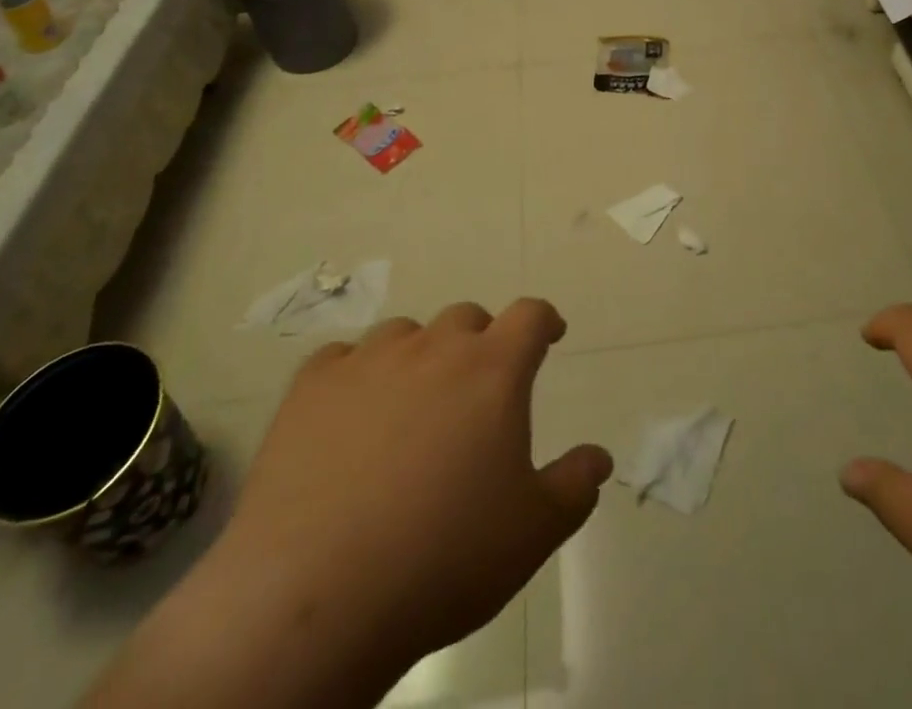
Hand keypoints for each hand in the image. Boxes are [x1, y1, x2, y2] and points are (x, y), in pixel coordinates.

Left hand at [86, 299, 609, 708]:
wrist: (317, 597)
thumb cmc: (443, 558)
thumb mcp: (532, 532)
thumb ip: (575, 486)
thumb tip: (600, 457)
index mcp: (492, 370)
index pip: (529, 315)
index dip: (543, 320)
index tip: (549, 335)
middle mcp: (433, 348)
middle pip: (466, 318)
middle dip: (480, 343)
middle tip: (476, 391)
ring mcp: (368, 361)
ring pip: (405, 334)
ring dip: (418, 357)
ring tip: (410, 408)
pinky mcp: (311, 387)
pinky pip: (342, 359)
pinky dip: (356, 376)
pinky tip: (349, 418)